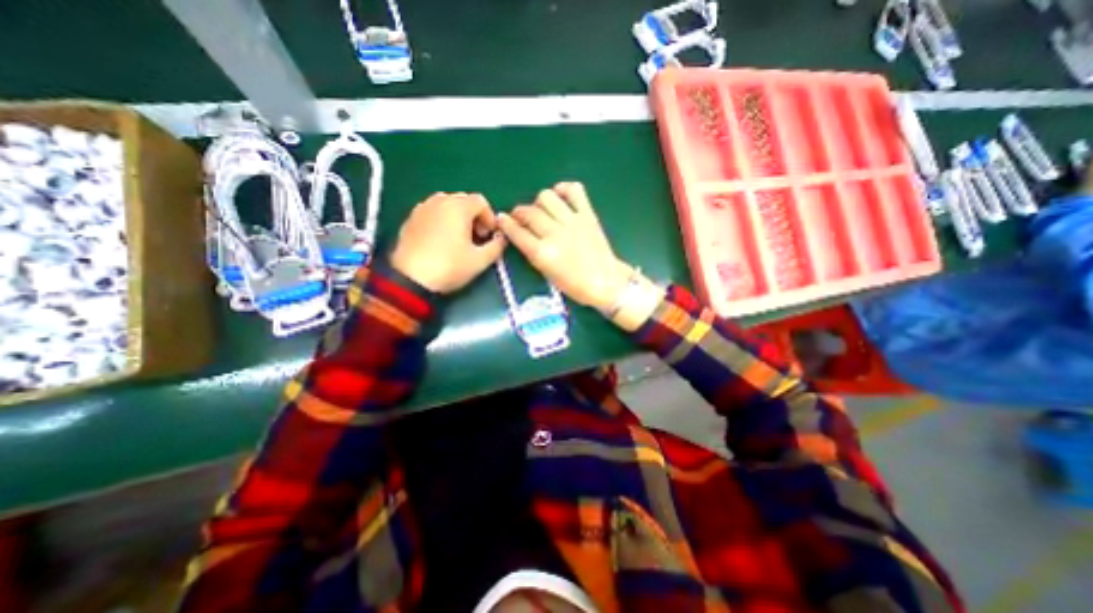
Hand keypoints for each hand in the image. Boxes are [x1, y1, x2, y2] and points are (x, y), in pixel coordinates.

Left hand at [388, 191, 508, 293]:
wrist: (410, 279)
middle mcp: (439, 201)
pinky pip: (432, 213)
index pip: (481, 201)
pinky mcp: (410, 219)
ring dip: (458, 217)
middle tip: (477, 237)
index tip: (490, 235)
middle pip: (463, 200)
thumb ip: (497, 246)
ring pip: (446, 205)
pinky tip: (441, 241)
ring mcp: (422, 208)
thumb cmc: (449, 266)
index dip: (490, 217)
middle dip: (474, 216)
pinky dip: (442, 221)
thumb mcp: (480, 260)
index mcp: (458, 207)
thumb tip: (502, 239)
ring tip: (459, 238)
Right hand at [497, 180, 633, 308]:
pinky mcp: (588, 215)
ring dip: (539, 202)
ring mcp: (572, 221)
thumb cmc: (575, 285)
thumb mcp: (547, 273)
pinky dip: (564, 189)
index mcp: (543, 253)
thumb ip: (533, 252)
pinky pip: (574, 190)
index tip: (501, 219)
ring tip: (541, 209)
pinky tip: (560, 197)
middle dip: (519, 212)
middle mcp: (555, 233)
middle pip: (529, 212)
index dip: (506, 223)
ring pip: (546, 197)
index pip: (517, 232)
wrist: (606, 283)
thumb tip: (522, 234)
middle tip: (520, 217)